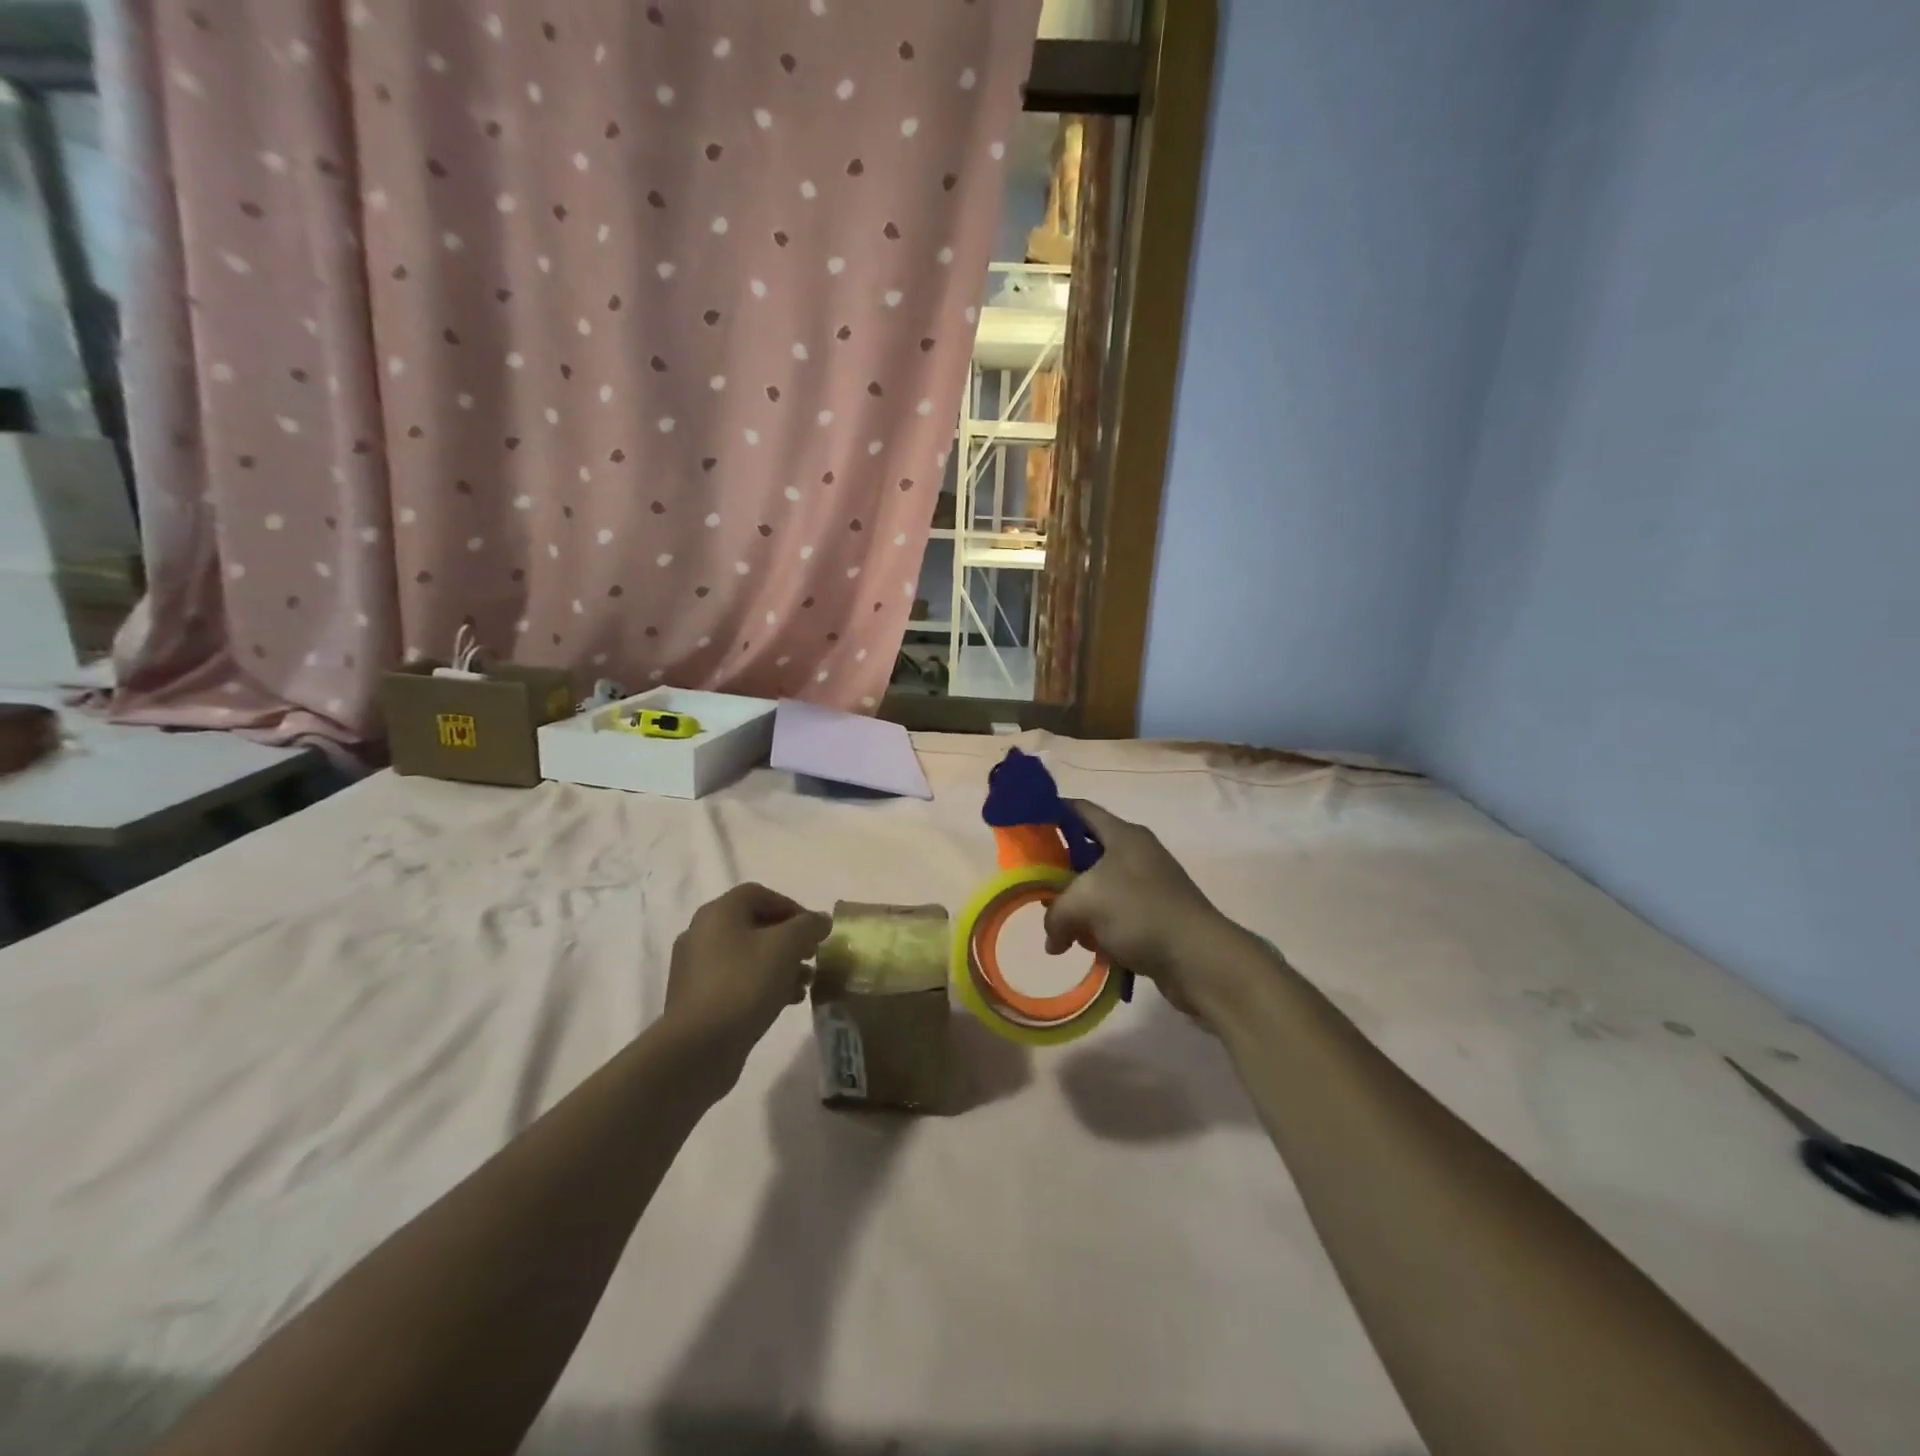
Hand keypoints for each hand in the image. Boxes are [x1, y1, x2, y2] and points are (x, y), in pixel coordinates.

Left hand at [664, 884, 831, 1084]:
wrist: (698, 1047)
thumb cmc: (744, 984)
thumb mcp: (786, 946)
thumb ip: (808, 926)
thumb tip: (821, 920)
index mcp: (718, 912)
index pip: (760, 894)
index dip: (792, 907)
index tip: (814, 930)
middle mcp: (702, 933)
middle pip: (754, 925)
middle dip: (789, 939)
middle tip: (812, 956)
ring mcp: (696, 968)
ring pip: (747, 956)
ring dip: (780, 964)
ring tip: (805, 983)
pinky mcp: (697, 999)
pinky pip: (736, 981)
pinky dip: (762, 984)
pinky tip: (786, 1002)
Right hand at [1043, 801, 1255, 1025]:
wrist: (1199, 958)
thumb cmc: (1140, 913)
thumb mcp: (1083, 904)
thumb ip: (1055, 915)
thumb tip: (1054, 940)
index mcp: (1123, 835)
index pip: (1080, 809)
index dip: (1052, 811)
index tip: (1026, 825)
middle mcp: (1137, 853)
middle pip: (1087, 851)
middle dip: (1059, 870)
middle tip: (1035, 886)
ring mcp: (1149, 885)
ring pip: (1100, 888)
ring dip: (1078, 906)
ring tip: (1059, 926)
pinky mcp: (1155, 916)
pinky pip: (1117, 915)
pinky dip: (1099, 928)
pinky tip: (1088, 947)